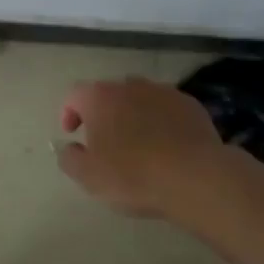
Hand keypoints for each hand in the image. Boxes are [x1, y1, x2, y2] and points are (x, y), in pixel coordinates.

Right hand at [56, 78, 226, 217]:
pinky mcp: (191, 105)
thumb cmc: (133, 175)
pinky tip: (166, 146)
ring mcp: (164, 92)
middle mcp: (131, 86)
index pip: (74, 95)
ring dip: (133, 116)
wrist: (195, 177)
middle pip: (109, 94)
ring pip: (140, 99)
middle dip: (103, 114)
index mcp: (100, 98)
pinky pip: (167, 109)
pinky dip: (160, 122)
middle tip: (104, 142)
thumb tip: (68, 147)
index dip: (68, 113)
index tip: (72, 134)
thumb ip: (69, 158)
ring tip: (137, 144)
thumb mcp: (88, 176)